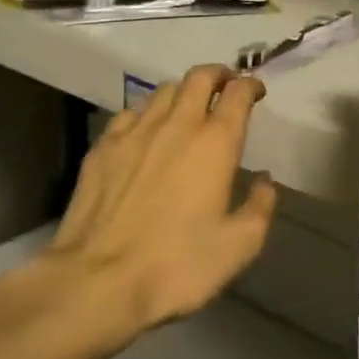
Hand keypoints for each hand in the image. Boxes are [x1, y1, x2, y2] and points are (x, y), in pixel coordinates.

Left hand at [11, 65, 278, 358]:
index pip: (238, 92)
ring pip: (165, 90)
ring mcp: (136, 132)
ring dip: (183, 92)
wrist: (94, 283)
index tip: (256, 92)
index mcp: (216, 142)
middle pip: (201, 76)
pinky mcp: (103, 146)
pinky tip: (145, 133)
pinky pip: (130, 113)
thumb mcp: (237, 247)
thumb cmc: (175, 265)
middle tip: (226, 88)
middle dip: (218, 75)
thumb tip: (264, 181)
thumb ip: (260, 207)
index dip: (251, 85)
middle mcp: (178, 124)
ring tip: (188, 109)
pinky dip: (146, 114)